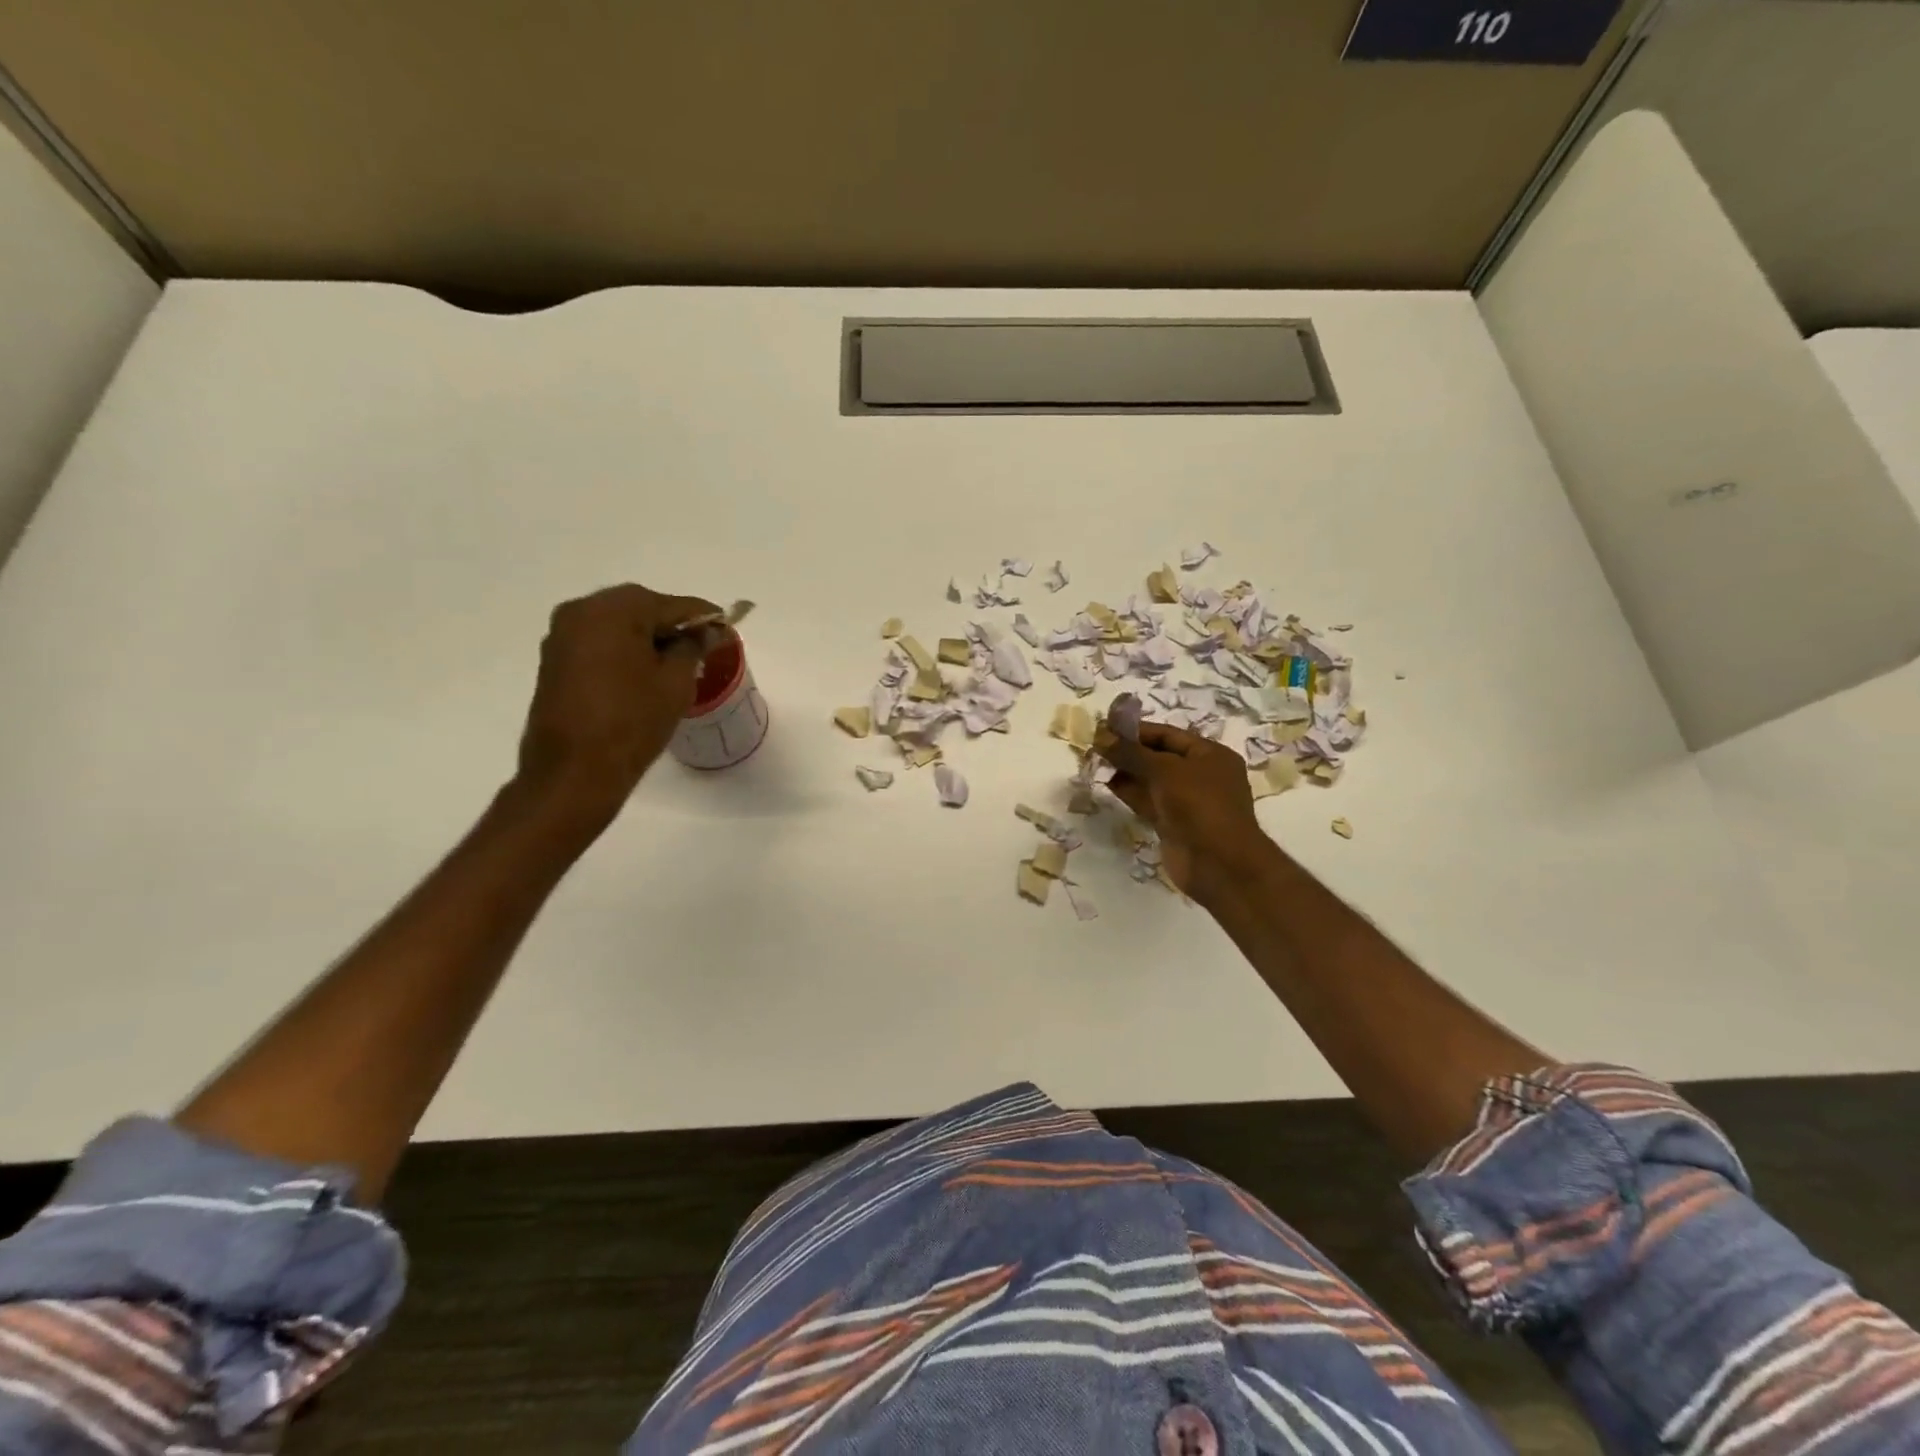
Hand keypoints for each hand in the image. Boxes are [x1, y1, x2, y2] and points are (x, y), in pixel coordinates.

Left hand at [515, 583, 720, 826]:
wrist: (574, 772)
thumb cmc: (632, 721)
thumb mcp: (675, 682)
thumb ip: (694, 647)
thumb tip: (709, 631)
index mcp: (612, 610)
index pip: (671, 604)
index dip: (703, 616)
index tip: (727, 626)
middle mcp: (580, 612)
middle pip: (640, 608)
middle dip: (672, 624)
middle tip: (703, 646)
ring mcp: (562, 636)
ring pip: (617, 625)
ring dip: (647, 638)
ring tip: (676, 663)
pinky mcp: (555, 661)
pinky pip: (599, 643)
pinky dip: (624, 650)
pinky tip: (644, 673)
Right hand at [1094, 720, 1271, 904]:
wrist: (1218, 864)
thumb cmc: (1199, 805)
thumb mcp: (1165, 770)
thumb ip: (1132, 753)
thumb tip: (1101, 736)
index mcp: (1210, 755)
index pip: (1168, 735)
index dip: (1137, 730)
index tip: (1105, 728)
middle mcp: (1201, 775)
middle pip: (1159, 756)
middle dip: (1129, 751)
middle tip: (1095, 747)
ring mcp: (1187, 802)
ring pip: (1151, 780)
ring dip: (1126, 772)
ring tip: (1096, 763)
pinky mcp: (1173, 824)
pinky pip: (1148, 802)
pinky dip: (1130, 792)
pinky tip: (1107, 784)